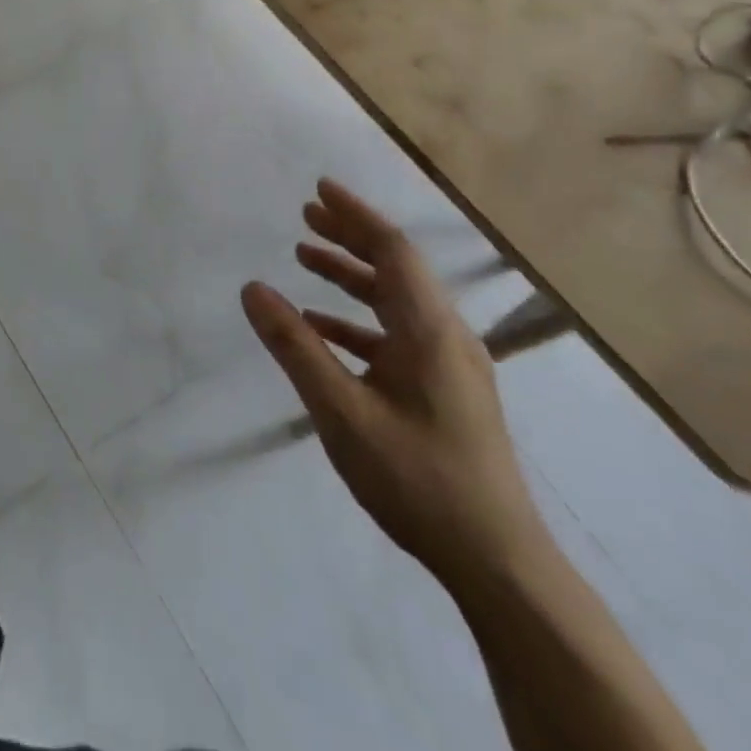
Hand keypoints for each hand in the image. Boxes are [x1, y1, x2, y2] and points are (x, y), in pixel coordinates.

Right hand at [242, 180, 548, 592]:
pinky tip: (322, 329)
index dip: (355, 215)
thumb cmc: (416, 477)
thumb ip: (295, 345)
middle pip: (396, 269)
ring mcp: (451, 367)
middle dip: (349, 237)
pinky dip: (357, 320)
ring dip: (351, 277)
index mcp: (429, 330)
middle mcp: (447, 337)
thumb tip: (253, 288)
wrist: (497, 562)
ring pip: (396, 302)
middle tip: (305, 215)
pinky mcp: (446, 392)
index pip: (392, 251)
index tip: (319, 188)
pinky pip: (397, 336)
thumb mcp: (340, 410)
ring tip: (305, 259)